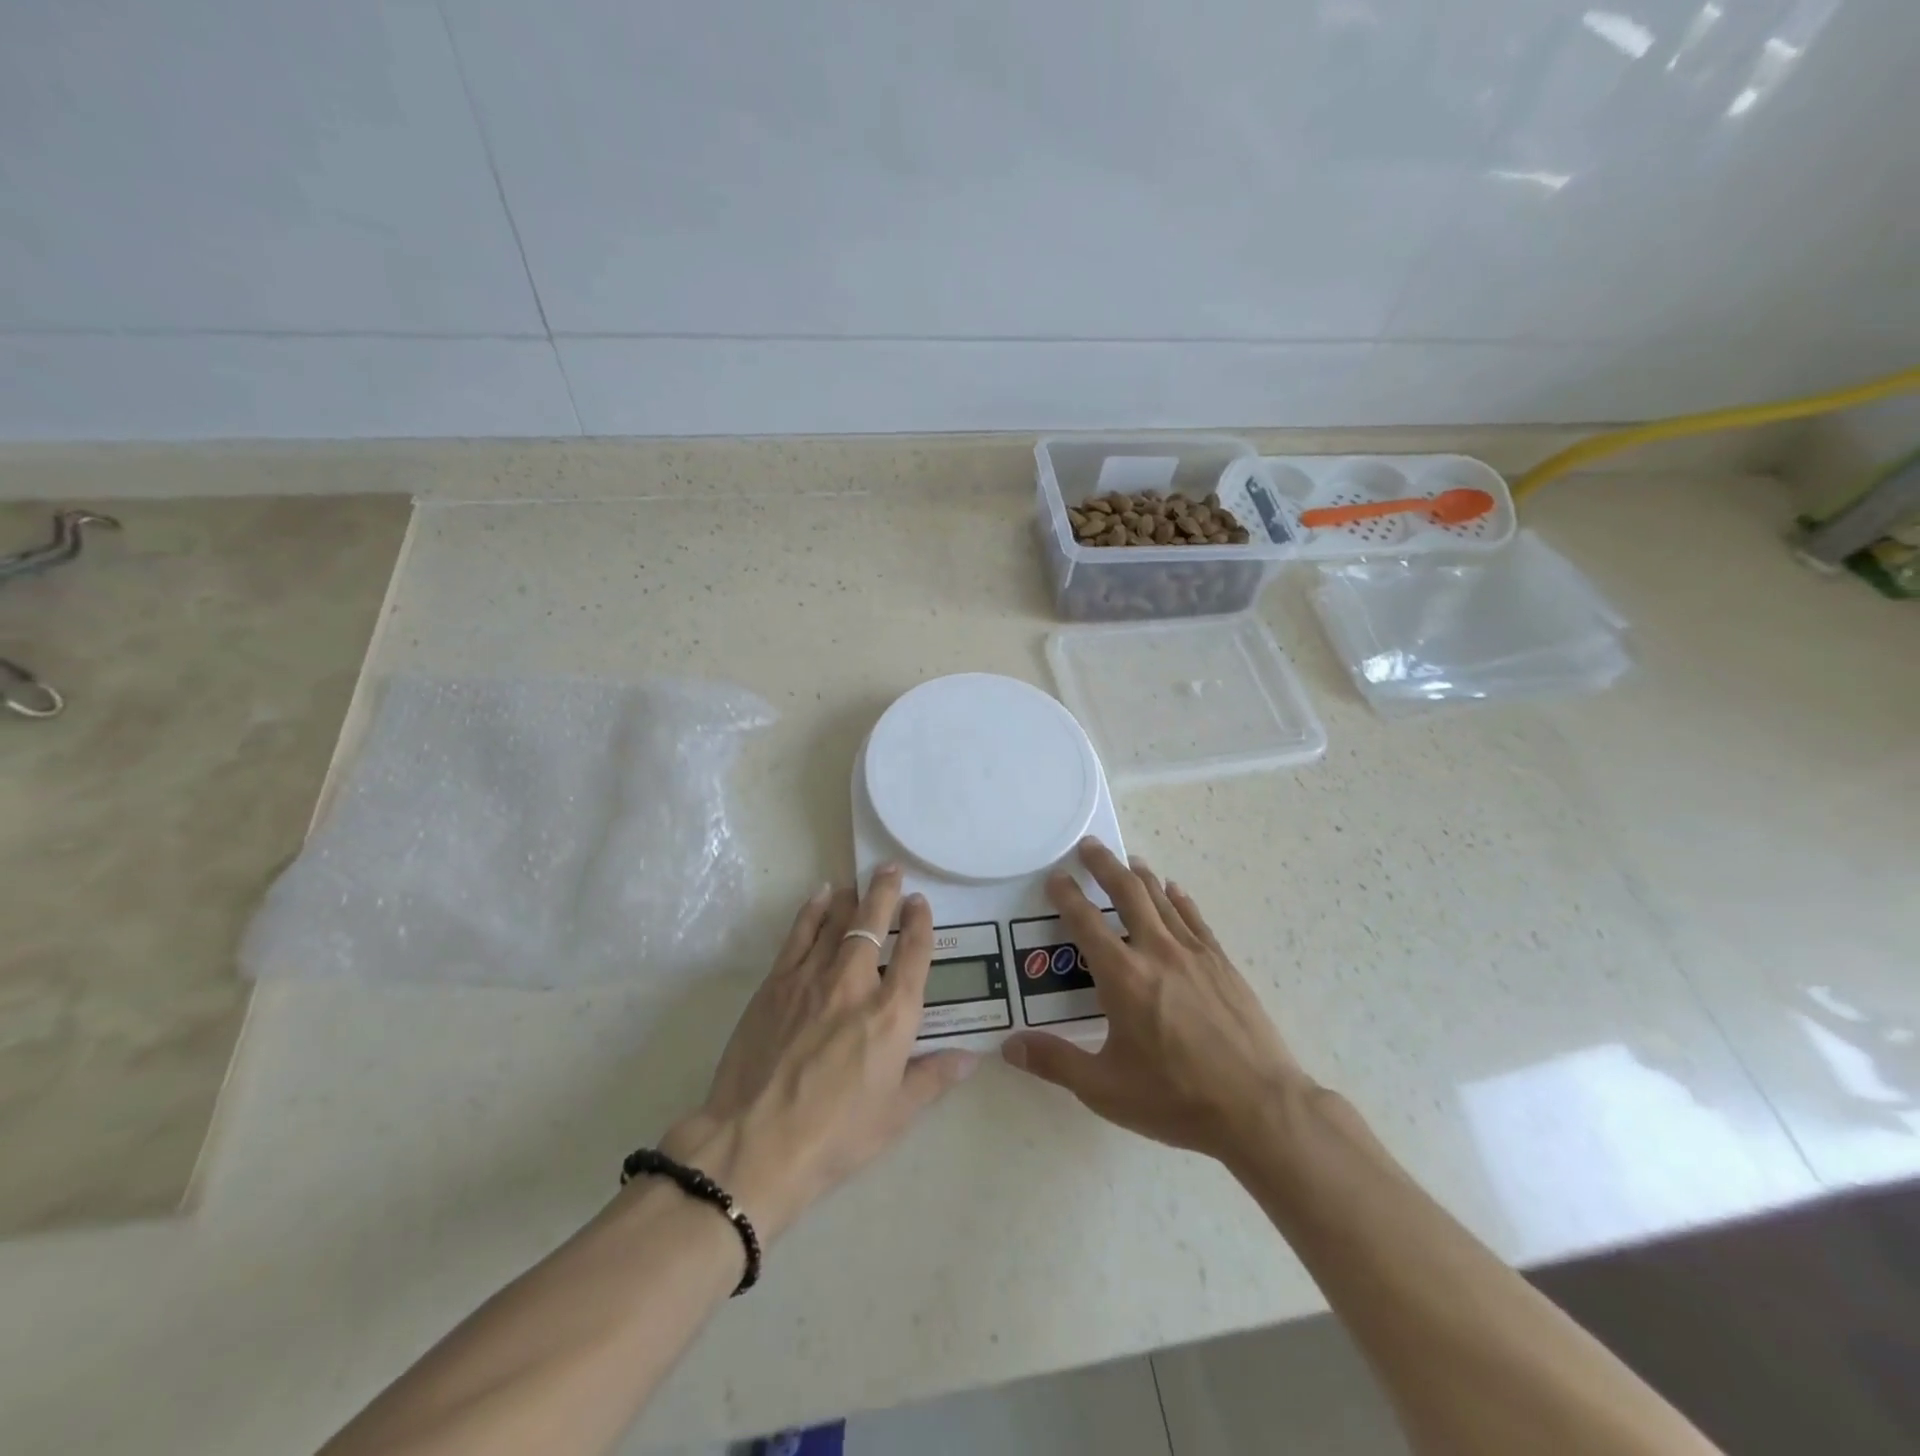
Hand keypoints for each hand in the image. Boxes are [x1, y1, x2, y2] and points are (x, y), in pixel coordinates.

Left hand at [660, 867, 978, 1242]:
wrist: (755, 1143)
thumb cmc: (835, 1135)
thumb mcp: (896, 1114)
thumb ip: (934, 1078)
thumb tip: (971, 1057)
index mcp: (892, 1014)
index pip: (914, 953)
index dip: (919, 922)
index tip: (920, 901)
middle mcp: (856, 984)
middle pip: (874, 923)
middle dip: (886, 892)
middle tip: (891, 868)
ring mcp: (812, 978)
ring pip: (837, 922)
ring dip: (853, 898)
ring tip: (861, 881)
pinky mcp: (776, 983)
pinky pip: (799, 934)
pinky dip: (813, 910)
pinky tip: (821, 896)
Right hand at [1002, 839, 1308, 1163]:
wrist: (1259, 1108)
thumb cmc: (1176, 1098)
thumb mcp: (1105, 1088)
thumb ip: (1055, 1062)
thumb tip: (1009, 1046)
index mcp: (1123, 977)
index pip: (1085, 922)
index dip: (1066, 896)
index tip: (1054, 877)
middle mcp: (1157, 952)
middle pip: (1127, 893)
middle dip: (1104, 865)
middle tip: (1089, 845)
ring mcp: (1194, 954)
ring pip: (1162, 899)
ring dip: (1140, 875)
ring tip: (1127, 860)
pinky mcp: (1222, 964)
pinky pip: (1195, 918)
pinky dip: (1179, 899)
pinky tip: (1174, 889)